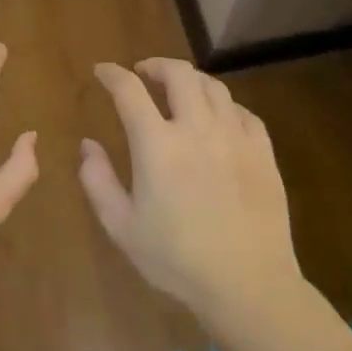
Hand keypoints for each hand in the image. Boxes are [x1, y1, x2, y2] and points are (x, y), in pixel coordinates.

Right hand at [78, 58, 299, 322]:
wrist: (248, 285)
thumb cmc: (176, 259)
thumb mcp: (122, 227)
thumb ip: (98, 181)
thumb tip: (88, 145)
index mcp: (157, 145)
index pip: (129, 90)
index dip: (112, 74)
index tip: (103, 71)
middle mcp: (197, 129)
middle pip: (178, 74)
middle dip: (156, 65)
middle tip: (144, 74)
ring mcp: (235, 137)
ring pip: (214, 87)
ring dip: (191, 80)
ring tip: (180, 90)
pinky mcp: (263, 152)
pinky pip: (243, 112)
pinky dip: (224, 106)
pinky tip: (218, 118)